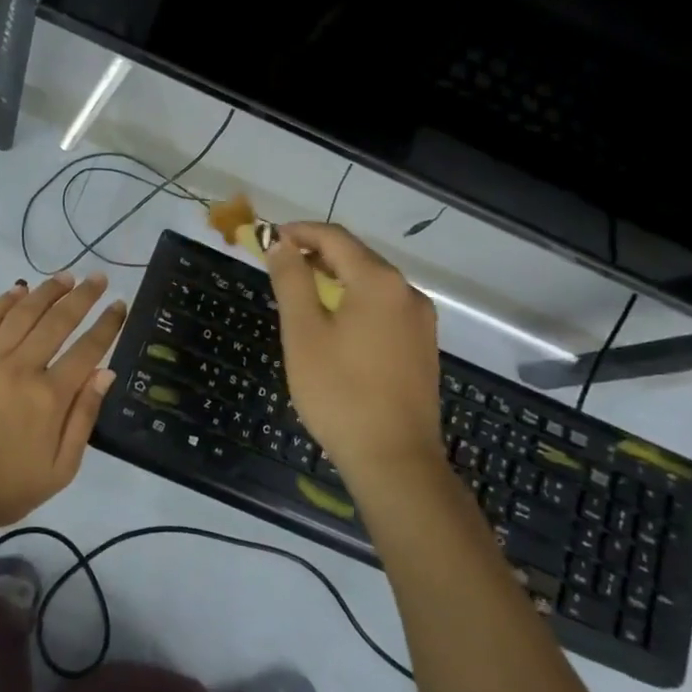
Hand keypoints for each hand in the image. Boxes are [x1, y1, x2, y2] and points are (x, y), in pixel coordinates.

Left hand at [0, 272, 126, 532]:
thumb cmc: (8, 489)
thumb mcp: (60, 469)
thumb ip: (84, 417)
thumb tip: (106, 372)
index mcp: (50, 397)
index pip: (87, 349)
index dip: (107, 324)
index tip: (120, 304)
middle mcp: (21, 369)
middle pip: (57, 321)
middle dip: (82, 296)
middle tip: (98, 277)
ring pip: (22, 314)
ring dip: (47, 292)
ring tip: (66, 276)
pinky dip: (3, 302)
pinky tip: (18, 290)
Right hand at [266, 222, 442, 482]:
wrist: (394, 459)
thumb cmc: (339, 392)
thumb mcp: (303, 332)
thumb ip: (291, 280)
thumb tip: (280, 243)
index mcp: (379, 282)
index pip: (335, 237)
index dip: (299, 232)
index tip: (268, 238)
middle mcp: (407, 292)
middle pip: (357, 257)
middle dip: (316, 254)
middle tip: (279, 265)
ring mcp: (420, 320)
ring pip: (372, 283)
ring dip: (336, 278)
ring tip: (302, 292)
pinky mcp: (423, 346)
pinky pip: (384, 307)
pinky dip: (356, 301)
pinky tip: (335, 323)